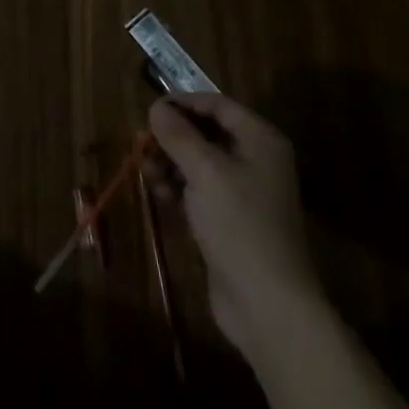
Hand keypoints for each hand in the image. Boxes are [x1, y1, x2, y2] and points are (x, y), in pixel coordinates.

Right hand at [147, 93, 322, 356]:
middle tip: (141, 142)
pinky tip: (160, 193)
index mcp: (260, 140)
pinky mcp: (230, 221)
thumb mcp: (205, 171)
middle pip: (207, 132)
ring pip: (199, 162)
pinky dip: (179, 187)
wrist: (268, 306)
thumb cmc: (239, 225)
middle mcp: (255, 160)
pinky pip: (199, 190)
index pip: (217, 104)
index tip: (150, 109)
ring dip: (171, 162)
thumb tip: (156, 107)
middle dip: (173, 135)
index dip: (183, 102)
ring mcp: (243, 193)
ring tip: (147, 171)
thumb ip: (178, 135)